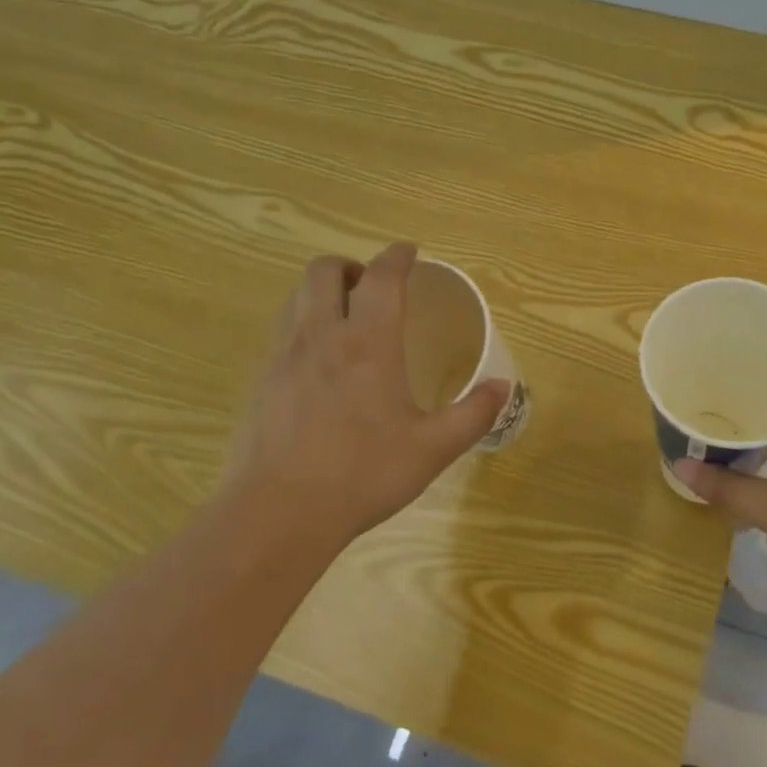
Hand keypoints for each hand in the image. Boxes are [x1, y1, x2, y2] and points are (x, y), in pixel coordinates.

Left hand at [226, 242, 508, 551]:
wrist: (277, 513)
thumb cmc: (362, 474)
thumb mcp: (432, 448)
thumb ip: (473, 414)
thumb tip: (504, 387)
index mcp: (368, 343)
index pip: (382, 278)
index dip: (397, 257)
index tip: (409, 252)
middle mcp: (322, 336)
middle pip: (324, 271)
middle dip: (351, 266)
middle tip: (372, 288)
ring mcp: (284, 357)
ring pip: (296, 297)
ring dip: (323, 292)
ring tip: (346, 318)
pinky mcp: (262, 382)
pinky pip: (283, 331)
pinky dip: (304, 324)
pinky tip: (321, 363)